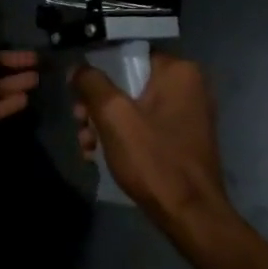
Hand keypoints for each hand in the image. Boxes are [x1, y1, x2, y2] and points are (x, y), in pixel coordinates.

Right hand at [70, 53, 231, 221]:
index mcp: (179, 71)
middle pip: (128, 82)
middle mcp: (188, 86)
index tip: (77, 94)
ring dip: (104, 124)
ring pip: (133, 107)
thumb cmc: (153, 159)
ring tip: (86, 147)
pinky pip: (145, 126)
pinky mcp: (183, 138)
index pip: (129, 54)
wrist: (190, 214)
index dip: (98, 71)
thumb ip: (92, 83)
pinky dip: (123, 137)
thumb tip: (79, 68)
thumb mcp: (114, 116)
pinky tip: (100, 156)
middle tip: (80, 125)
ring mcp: (188, 113)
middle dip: (97, 105)